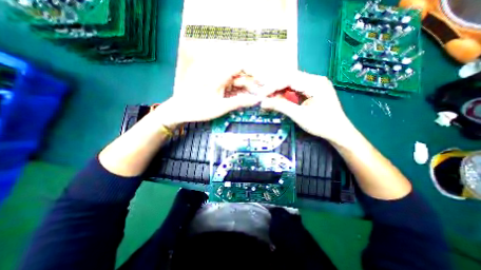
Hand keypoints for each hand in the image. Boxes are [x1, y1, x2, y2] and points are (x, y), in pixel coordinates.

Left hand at [152, 68, 261, 130]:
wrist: (180, 110)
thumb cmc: (198, 109)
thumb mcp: (220, 107)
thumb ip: (239, 102)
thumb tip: (255, 100)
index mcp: (218, 74)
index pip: (240, 65)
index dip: (253, 72)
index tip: (262, 82)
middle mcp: (218, 73)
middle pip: (240, 74)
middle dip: (251, 83)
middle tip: (258, 96)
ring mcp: (216, 78)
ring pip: (236, 79)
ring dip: (245, 88)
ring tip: (252, 98)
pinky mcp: (215, 84)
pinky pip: (230, 85)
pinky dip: (237, 91)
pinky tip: (242, 98)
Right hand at [262, 71, 353, 143]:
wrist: (338, 132)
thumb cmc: (321, 124)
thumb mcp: (299, 116)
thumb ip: (280, 106)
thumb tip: (263, 103)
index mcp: (315, 83)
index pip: (288, 79)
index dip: (272, 86)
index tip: (261, 95)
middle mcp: (314, 79)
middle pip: (288, 78)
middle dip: (274, 86)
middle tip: (262, 95)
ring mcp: (314, 84)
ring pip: (290, 82)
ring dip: (278, 89)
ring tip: (268, 97)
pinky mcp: (312, 90)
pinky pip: (295, 88)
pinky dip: (284, 93)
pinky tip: (278, 97)